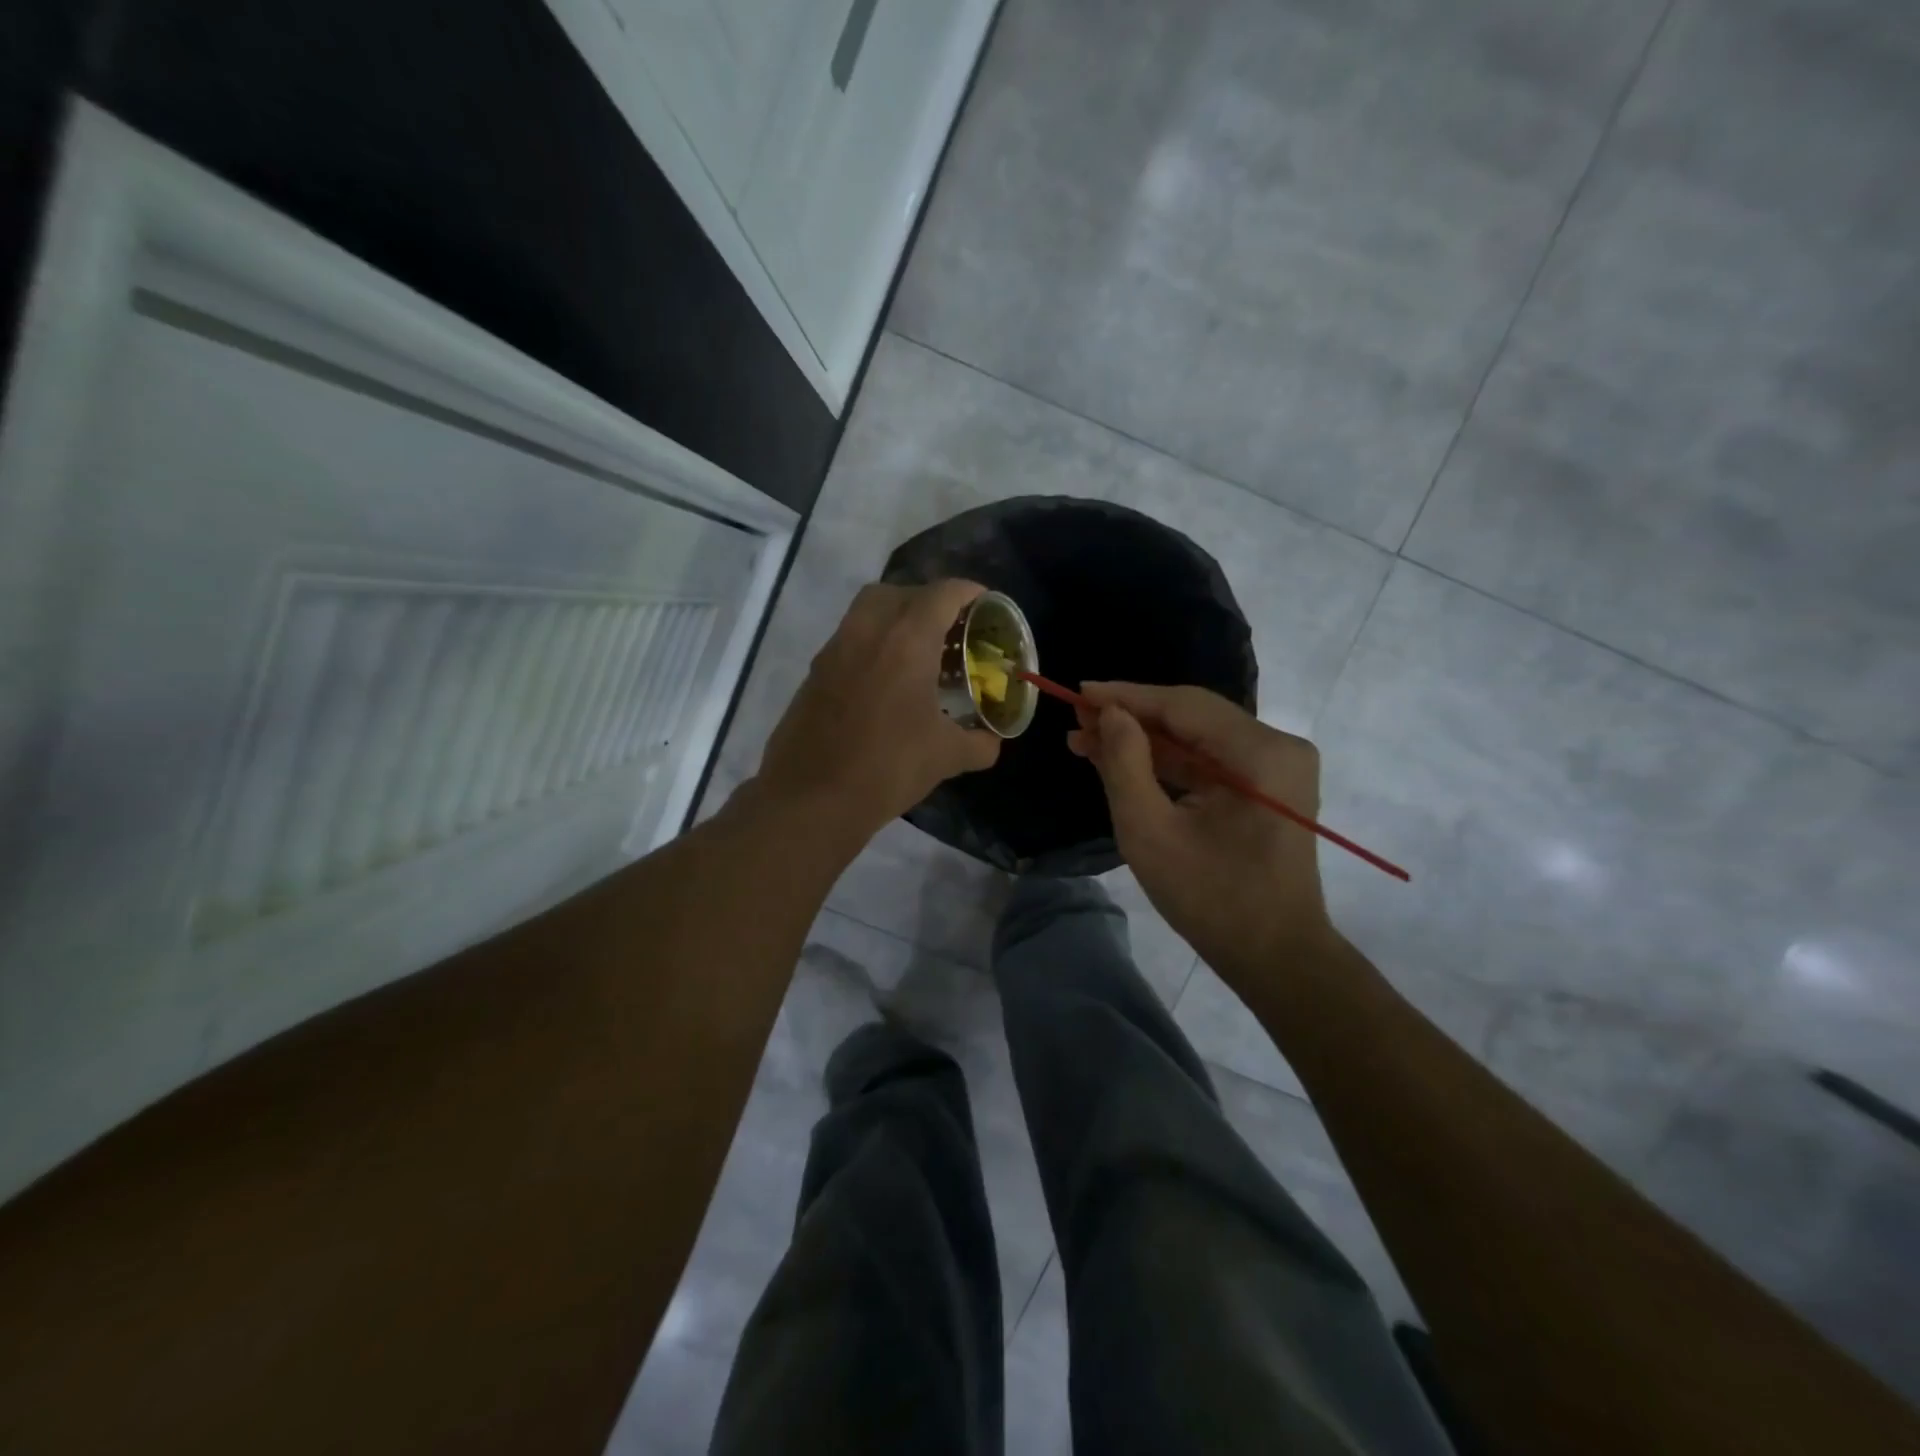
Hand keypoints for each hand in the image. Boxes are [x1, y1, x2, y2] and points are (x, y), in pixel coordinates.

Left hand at [755, 580, 1000, 842]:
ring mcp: (834, 650)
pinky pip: (849, 640)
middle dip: (928, 600)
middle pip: (899, 592)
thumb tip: (992, 742)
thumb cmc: (887, 768)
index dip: (969, 592)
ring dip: (895, 619)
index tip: (986, 605)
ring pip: (867, 612)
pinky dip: (872, 645)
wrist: (811, 799)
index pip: (942, 594)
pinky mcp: (814, 673)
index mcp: (906, 640)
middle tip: (949, 629)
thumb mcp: (945, 757)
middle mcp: (867, 632)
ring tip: (919, 653)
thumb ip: (977, 743)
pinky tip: (887, 683)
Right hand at [1068, 683, 1333, 986]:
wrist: (1276, 957)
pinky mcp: (1267, 786)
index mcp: (1260, 753)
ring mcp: (1276, 766)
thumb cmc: (1211, 900)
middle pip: (1192, 716)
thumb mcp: (1150, 833)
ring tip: (1087, 740)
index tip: (1077, 692)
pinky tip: (1123, 761)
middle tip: (1077, 719)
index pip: (1183, 706)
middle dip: (1131, 718)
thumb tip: (1109, 713)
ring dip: (1144, 740)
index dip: (1126, 696)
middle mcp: (1277, 746)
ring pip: (1197, 737)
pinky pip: (1209, 760)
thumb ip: (1124, 765)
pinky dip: (1167, 762)